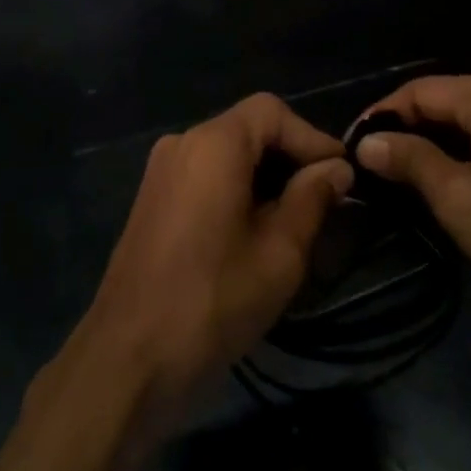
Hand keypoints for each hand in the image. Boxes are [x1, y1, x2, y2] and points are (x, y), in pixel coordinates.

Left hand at [67, 94, 350, 440]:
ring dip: (265, 176)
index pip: (272, 112)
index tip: (342, 177)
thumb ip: (312, 199)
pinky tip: (256, 230)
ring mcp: (161, 172)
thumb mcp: (280, 252)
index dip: (312, 138)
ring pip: (227, 154)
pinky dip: (237, 189)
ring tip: (298, 218)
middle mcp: (182, 144)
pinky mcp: (152, 200)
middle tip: (326, 200)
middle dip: (290, 157)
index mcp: (213, 145)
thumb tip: (336, 169)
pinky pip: (205, 175)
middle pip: (248, 129)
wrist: (128, 358)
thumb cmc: (213, 300)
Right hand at [355, 74, 470, 338]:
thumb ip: (409, 159)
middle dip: (404, 132)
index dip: (380, 117)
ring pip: (464, 124)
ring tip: (396, 180)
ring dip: (430, 148)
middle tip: (369, 169)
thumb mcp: (458, 197)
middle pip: (441, 102)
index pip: (418, 90)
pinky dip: (459, 158)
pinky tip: (443, 187)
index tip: (350, 150)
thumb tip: (367, 141)